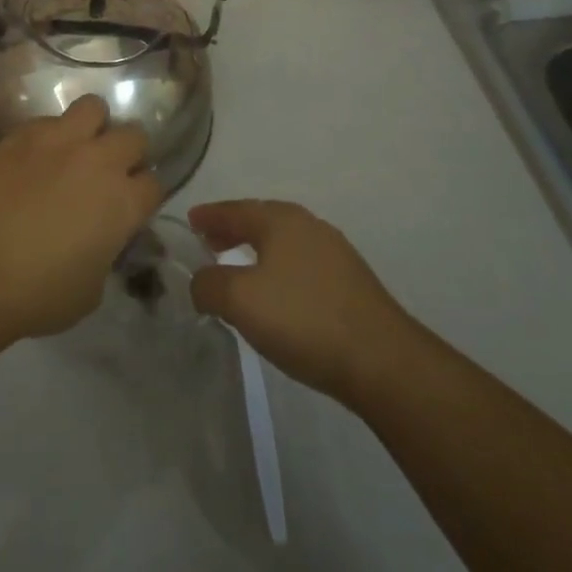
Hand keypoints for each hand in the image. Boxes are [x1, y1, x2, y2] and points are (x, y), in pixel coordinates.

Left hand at [0, 95, 163, 342]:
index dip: (144, 196)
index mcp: (123, 202)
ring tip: (77, 148)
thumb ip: (104, 255)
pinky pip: (48, 120)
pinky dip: (50, 134)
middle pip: (134, 136)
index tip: (131, 207)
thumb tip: (98, 243)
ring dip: (92, 126)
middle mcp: (99, 161)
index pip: (155, 184)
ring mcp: (60, 141)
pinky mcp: (22, 134)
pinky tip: (35, 157)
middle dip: (127, 153)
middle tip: (108, 174)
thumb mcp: (89, 291)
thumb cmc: (36, 292)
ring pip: (94, 108)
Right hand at [188, 200, 410, 405]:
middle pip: (260, 220)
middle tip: (206, 244)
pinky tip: (273, 294)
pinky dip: (276, 268)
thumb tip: (200, 281)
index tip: (189, 221)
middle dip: (231, 230)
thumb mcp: (240, 300)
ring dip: (254, 250)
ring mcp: (334, 253)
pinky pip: (299, 264)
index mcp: (281, 220)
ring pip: (282, 243)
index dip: (209, 215)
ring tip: (235, 270)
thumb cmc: (303, 319)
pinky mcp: (348, 283)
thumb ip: (209, 284)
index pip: (234, 209)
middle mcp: (308, 226)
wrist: (382, 361)